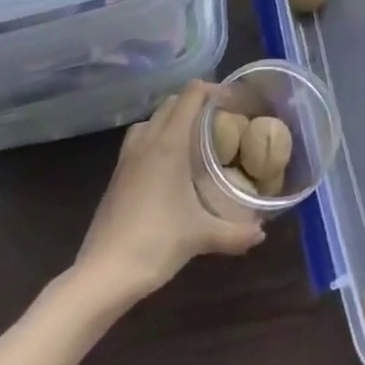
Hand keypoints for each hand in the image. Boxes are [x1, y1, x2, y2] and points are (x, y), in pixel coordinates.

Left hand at [77, 81, 264, 300]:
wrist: (103, 274)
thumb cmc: (155, 243)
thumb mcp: (201, 236)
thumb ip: (235, 232)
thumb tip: (262, 233)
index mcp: (169, 144)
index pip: (191, 95)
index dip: (213, 90)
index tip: (235, 101)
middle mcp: (146, 142)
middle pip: (171, 103)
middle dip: (196, 102)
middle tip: (220, 118)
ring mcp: (127, 158)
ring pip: (151, 120)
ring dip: (173, 118)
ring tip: (194, 136)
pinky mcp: (116, 176)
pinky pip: (139, 140)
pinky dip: (156, 137)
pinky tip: (169, 165)